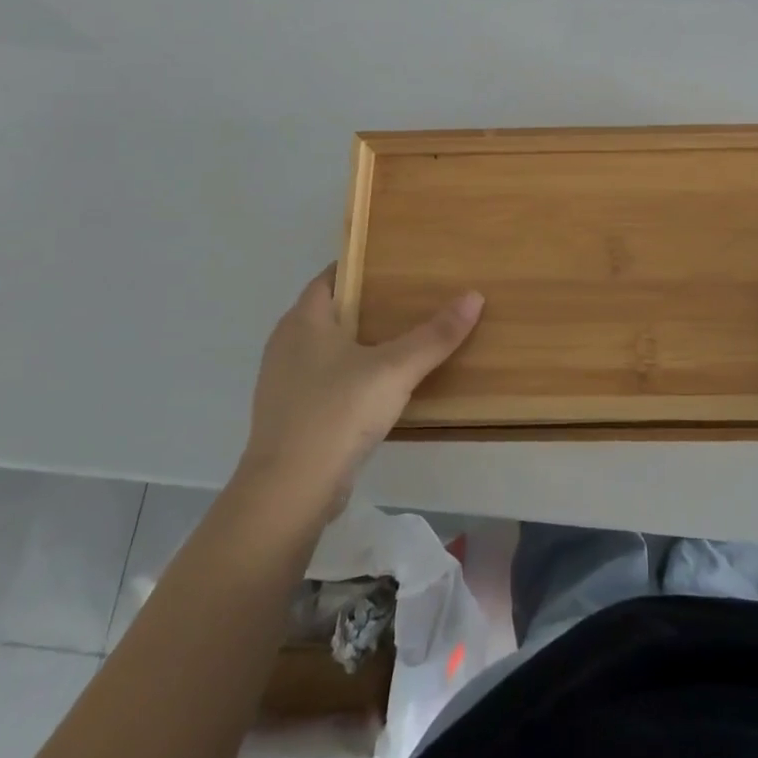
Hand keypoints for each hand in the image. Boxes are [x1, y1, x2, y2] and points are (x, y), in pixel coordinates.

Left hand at [237, 265, 483, 513]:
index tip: (395, 264)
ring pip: (325, 349)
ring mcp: (283, 383)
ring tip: (400, 341)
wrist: (289, 492)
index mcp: (303, 320)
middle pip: (329, 311)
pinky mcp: (289, 417)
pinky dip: (348, 376)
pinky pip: (323, 381)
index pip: (330, 277)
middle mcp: (286, 344)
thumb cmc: (337, 413)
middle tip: (408, 300)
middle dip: (365, 305)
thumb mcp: (395, 369)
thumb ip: (435, 335)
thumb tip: (474, 296)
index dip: (360, 267)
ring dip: (357, 344)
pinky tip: (377, 388)